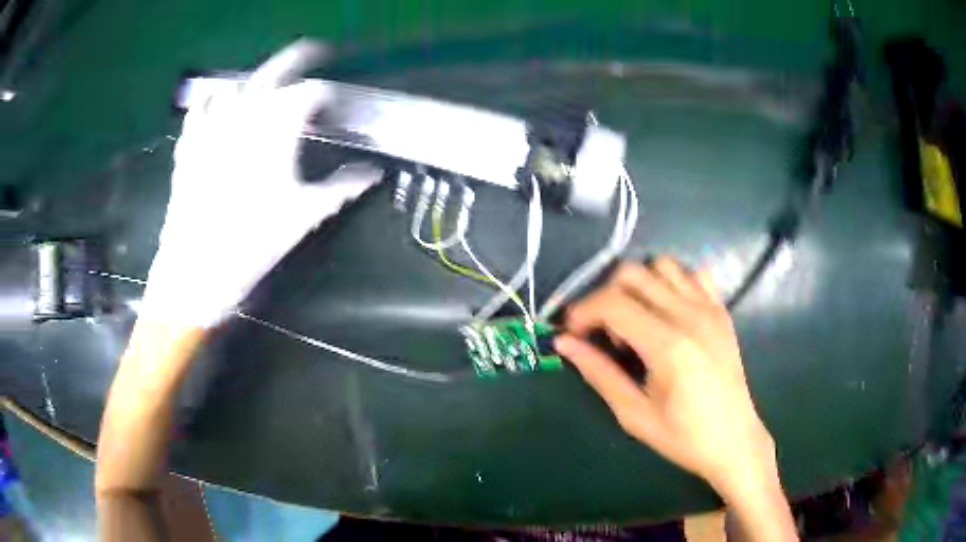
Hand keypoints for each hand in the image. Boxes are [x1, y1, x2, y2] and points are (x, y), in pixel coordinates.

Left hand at [141, 40, 381, 326]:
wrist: (196, 269)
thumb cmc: (254, 242)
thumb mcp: (304, 215)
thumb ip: (342, 188)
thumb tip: (373, 174)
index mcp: (278, 128)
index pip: (311, 93)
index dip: (325, 96)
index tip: (331, 107)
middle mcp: (245, 115)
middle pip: (274, 71)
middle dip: (296, 58)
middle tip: (311, 52)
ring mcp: (212, 126)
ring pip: (236, 85)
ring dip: (254, 81)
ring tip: (265, 87)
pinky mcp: (189, 143)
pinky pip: (198, 108)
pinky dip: (211, 98)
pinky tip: (217, 100)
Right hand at [554, 258, 778, 499]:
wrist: (734, 440)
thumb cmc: (683, 436)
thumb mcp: (634, 414)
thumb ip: (599, 373)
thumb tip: (565, 343)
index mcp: (668, 346)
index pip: (612, 302)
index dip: (582, 311)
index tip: (571, 333)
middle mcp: (690, 315)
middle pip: (632, 273)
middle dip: (604, 295)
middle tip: (600, 330)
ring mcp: (710, 307)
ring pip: (661, 265)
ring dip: (637, 285)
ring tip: (634, 320)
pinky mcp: (721, 309)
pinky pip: (692, 273)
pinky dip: (671, 281)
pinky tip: (666, 311)